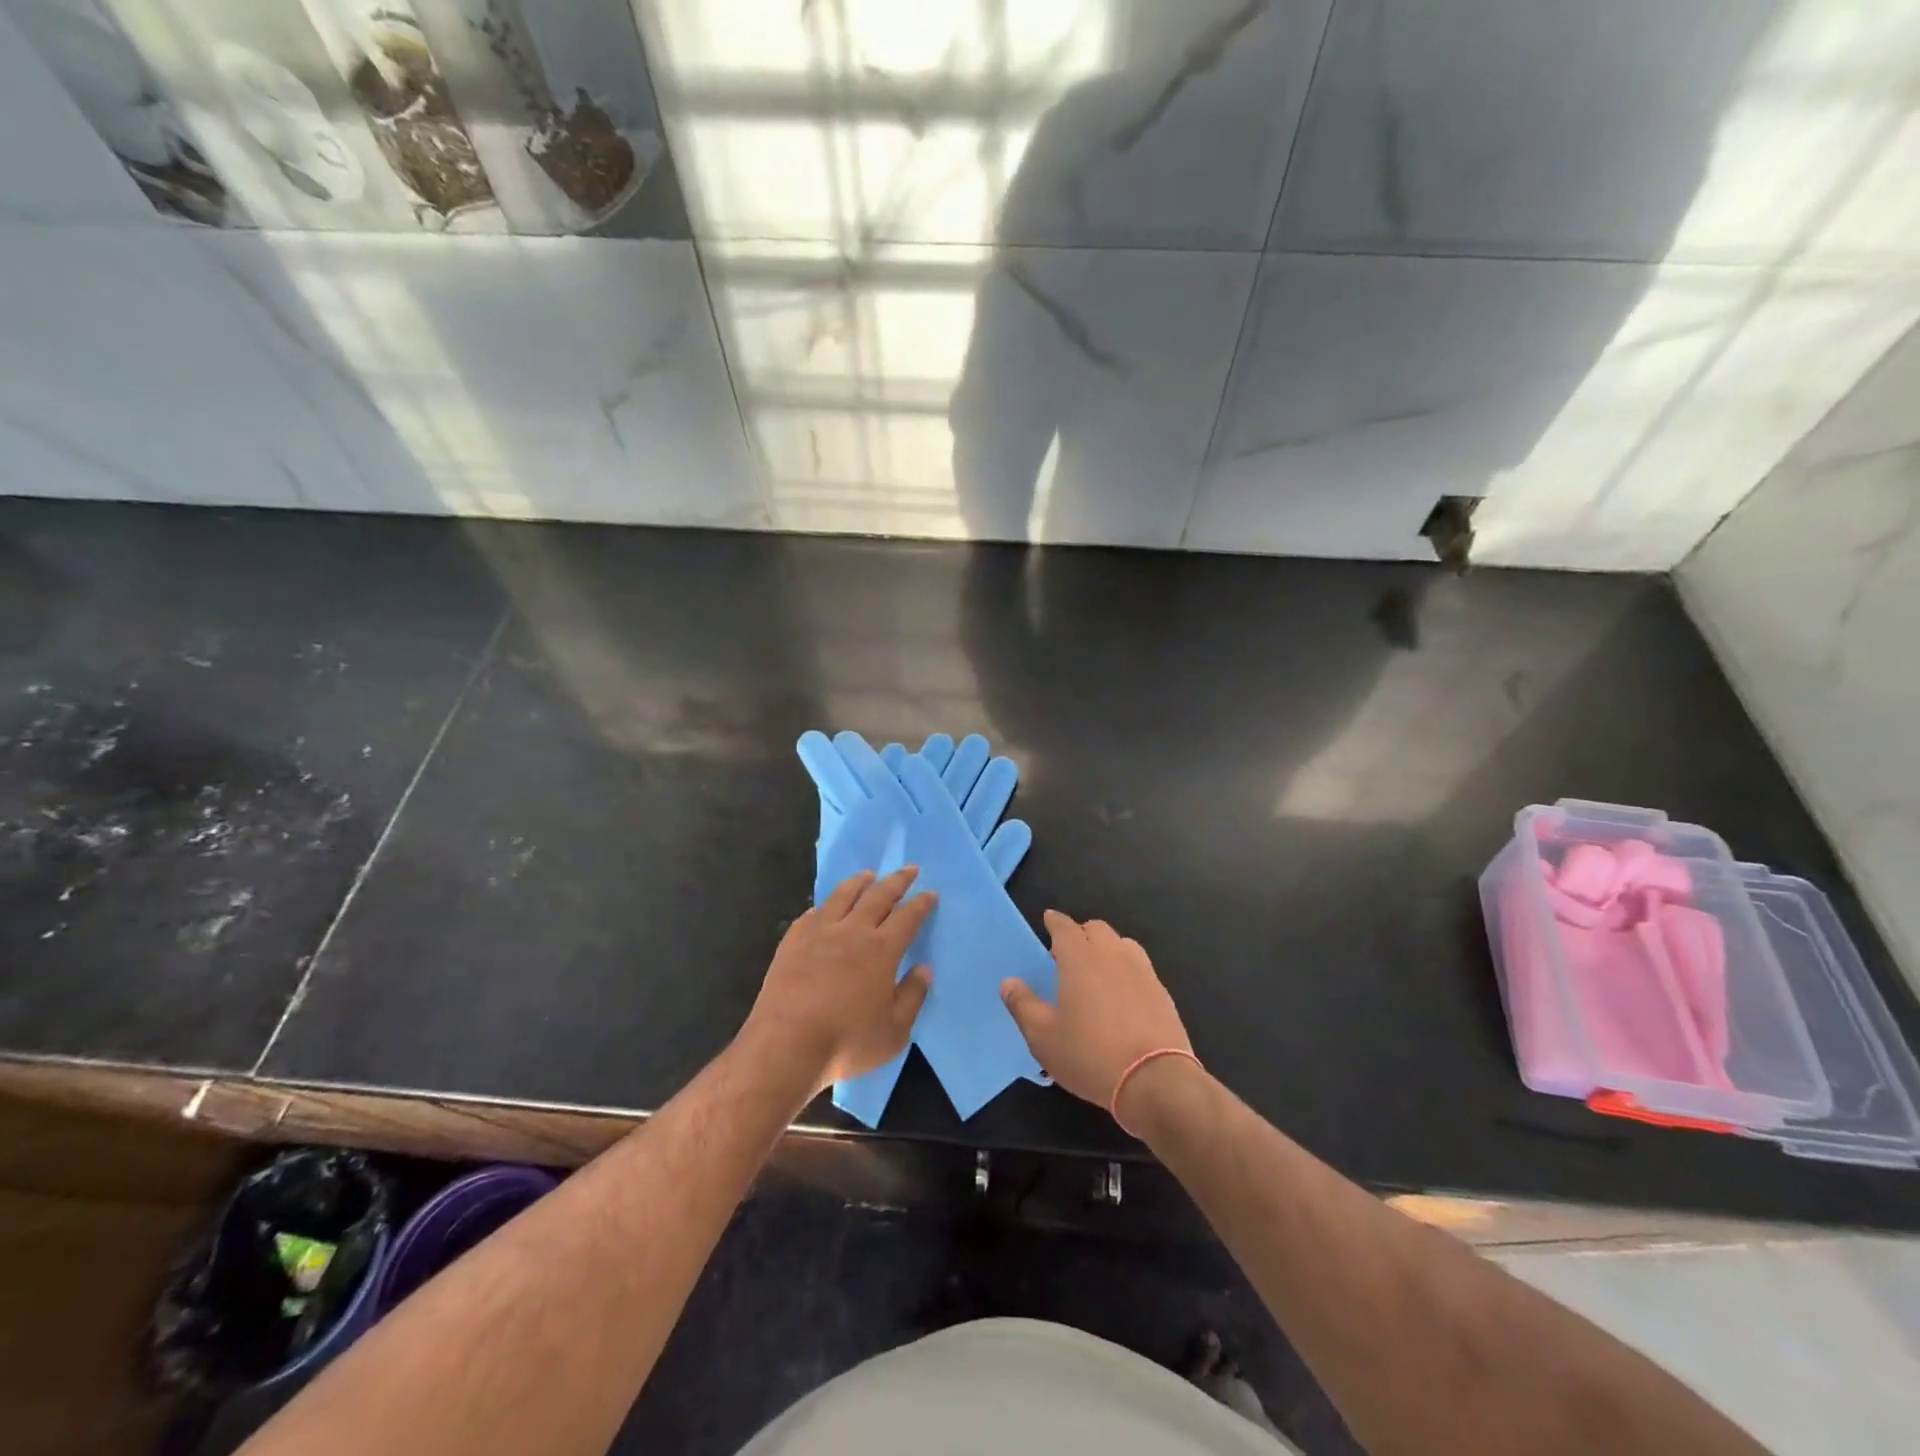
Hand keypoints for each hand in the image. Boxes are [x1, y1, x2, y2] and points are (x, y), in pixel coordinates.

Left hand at [743, 868, 935, 1091]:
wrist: (785, 1046)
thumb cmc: (846, 1042)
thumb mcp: (894, 1032)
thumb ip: (912, 997)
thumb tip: (924, 969)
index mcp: (882, 950)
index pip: (907, 917)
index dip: (921, 904)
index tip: (930, 893)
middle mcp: (852, 931)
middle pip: (878, 896)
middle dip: (897, 881)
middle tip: (909, 869)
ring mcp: (819, 933)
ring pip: (843, 896)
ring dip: (859, 883)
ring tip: (868, 875)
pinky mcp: (792, 942)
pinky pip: (812, 914)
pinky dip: (824, 906)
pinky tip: (824, 907)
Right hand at [1001, 912, 1190, 1117]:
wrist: (1155, 1081)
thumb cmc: (1091, 1056)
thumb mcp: (1043, 1037)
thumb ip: (1023, 1005)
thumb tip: (1009, 982)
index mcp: (1081, 959)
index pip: (1065, 927)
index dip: (1055, 921)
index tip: (1048, 920)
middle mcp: (1113, 955)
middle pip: (1096, 929)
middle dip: (1080, 933)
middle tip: (1067, 953)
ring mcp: (1142, 972)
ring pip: (1122, 944)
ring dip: (1106, 948)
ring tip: (1096, 970)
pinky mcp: (1162, 992)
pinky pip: (1140, 966)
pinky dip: (1126, 968)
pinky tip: (1122, 993)